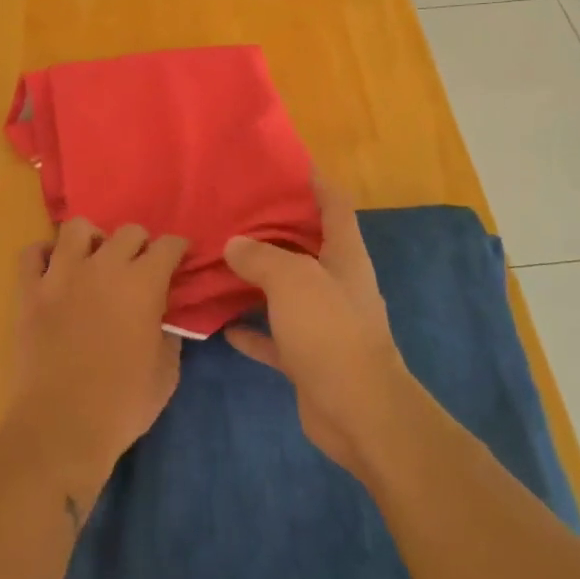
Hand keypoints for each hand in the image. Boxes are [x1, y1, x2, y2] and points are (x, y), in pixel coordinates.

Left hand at [9, 220, 186, 491]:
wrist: (60, 428)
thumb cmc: (122, 405)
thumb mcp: (166, 372)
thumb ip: (168, 333)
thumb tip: (162, 316)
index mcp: (143, 283)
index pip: (168, 245)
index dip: (178, 249)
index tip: (179, 259)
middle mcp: (104, 267)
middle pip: (128, 231)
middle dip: (140, 244)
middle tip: (139, 267)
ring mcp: (61, 275)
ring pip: (77, 228)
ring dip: (92, 240)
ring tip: (94, 261)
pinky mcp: (29, 291)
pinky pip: (32, 253)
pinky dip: (43, 255)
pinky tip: (53, 271)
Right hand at [224, 177, 417, 480]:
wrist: (359, 413)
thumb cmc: (331, 332)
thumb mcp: (293, 281)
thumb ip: (261, 257)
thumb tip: (234, 244)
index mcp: (344, 254)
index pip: (334, 204)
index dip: (315, 180)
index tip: (284, 164)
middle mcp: (336, 282)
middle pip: (306, 244)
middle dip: (274, 227)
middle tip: (234, 210)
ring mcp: (323, 321)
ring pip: (286, 289)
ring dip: (258, 278)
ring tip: (220, 258)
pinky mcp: (308, 356)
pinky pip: (273, 335)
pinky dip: (251, 329)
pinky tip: (221, 322)